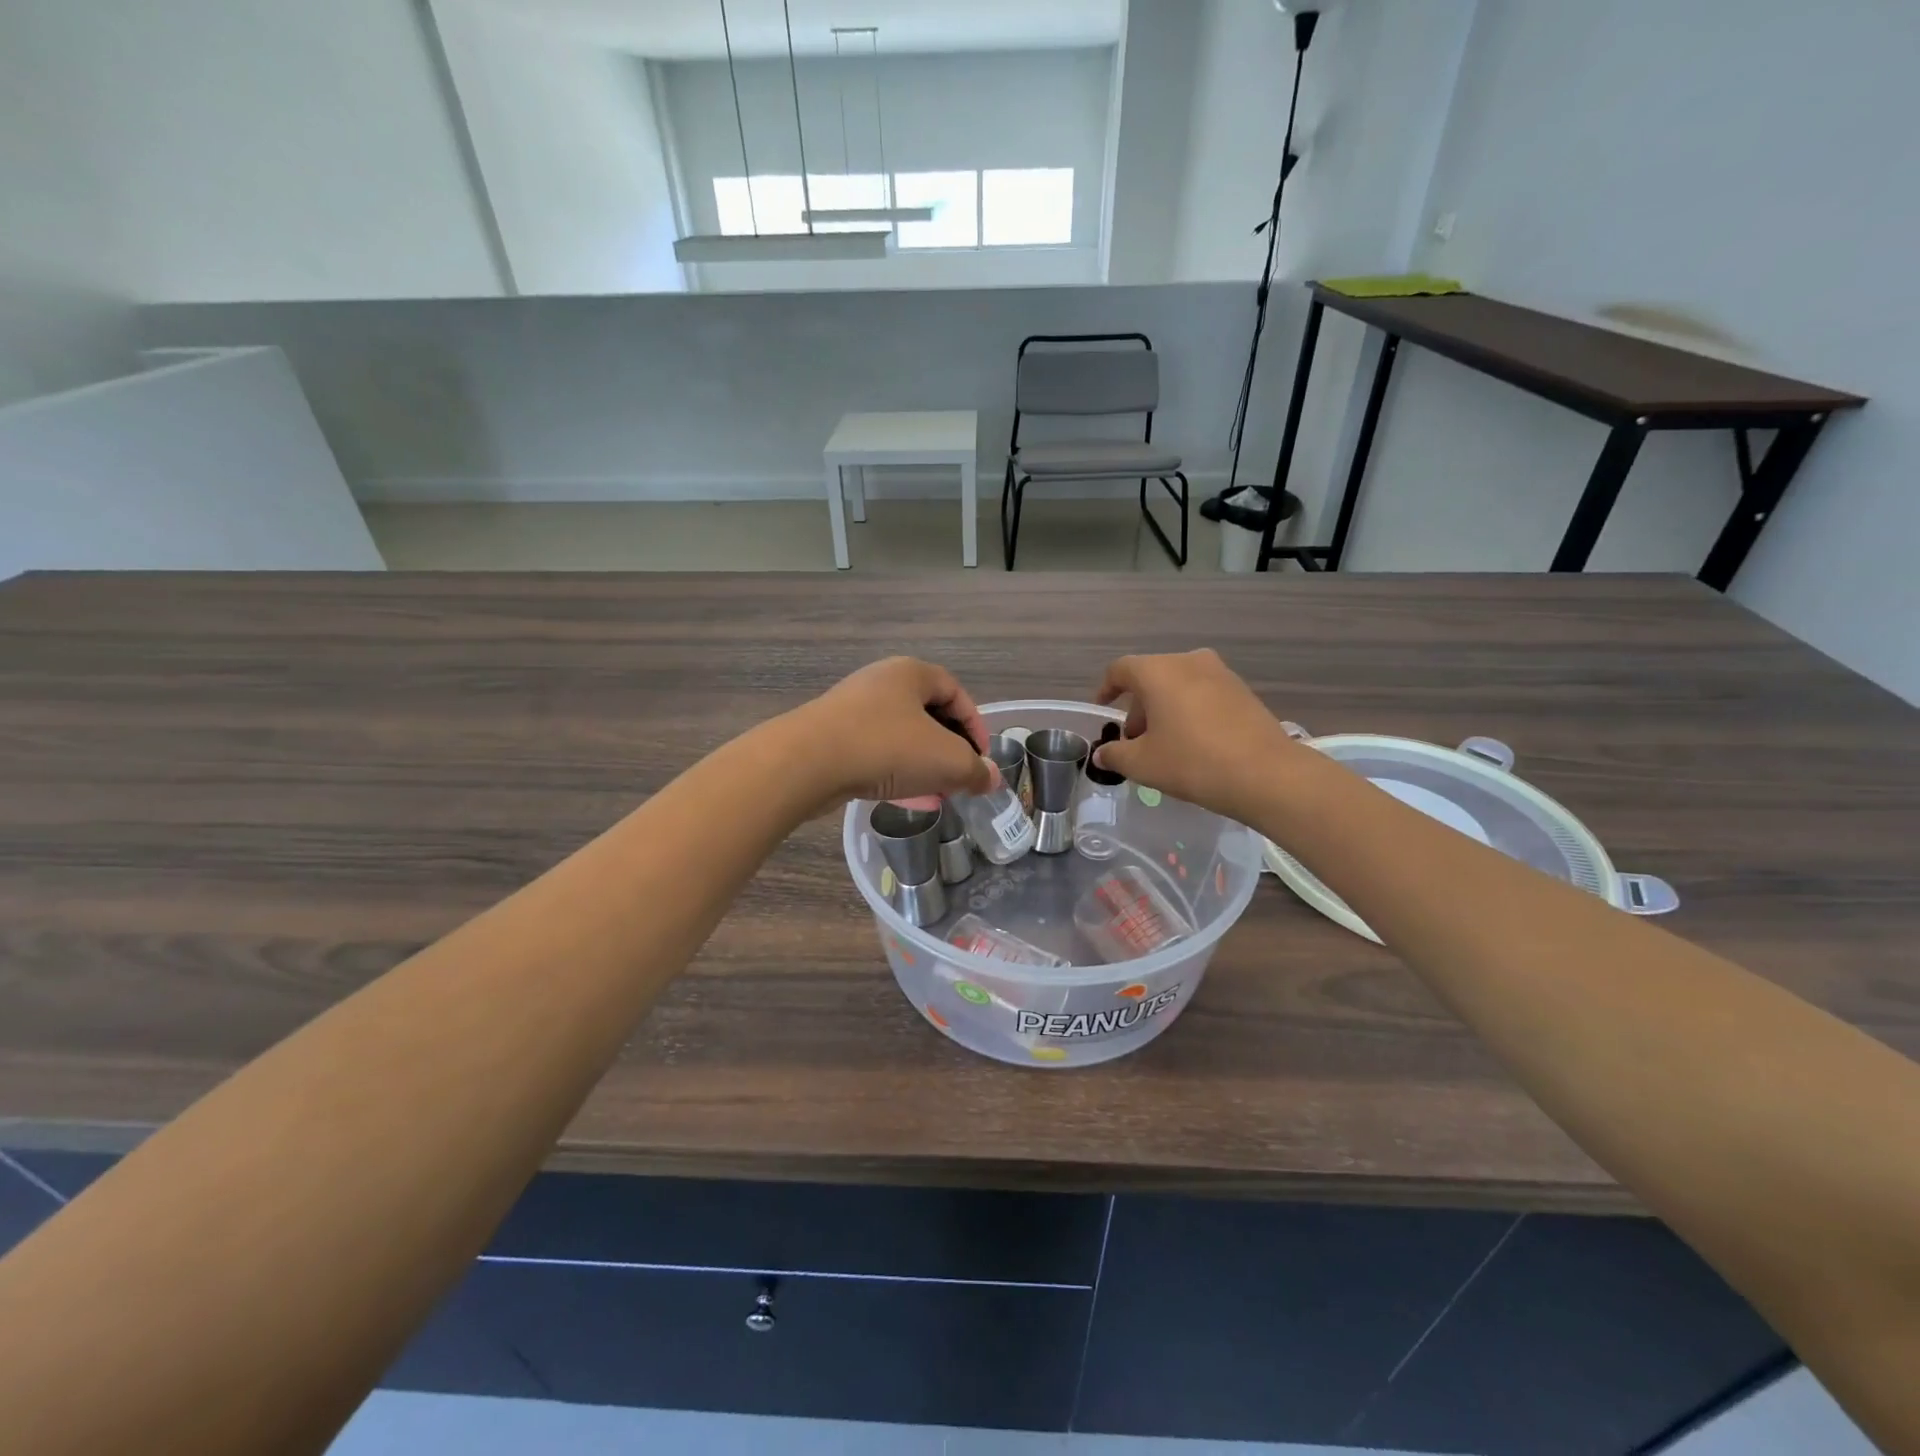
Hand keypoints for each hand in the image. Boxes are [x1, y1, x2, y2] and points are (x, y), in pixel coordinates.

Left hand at [788, 657, 997, 811]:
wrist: (807, 762)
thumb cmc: (887, 747)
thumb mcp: (945, 760)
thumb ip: (974, 770)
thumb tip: (991, 778)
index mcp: (911, 673)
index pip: (956, 692)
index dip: (975, 725)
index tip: (981, 759)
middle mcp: (881, 682)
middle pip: (928, 713)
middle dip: (948, 748)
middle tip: (959, 777)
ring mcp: (852, 708)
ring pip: (900, 735)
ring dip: (922, 763)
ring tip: (935, 792)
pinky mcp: (831, 736)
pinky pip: (874, 751)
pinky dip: (894, 770)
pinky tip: (904, 797)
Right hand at [1093, 649, 1296, 816]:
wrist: (1266, 774)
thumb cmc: (1192, 762)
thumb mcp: (1142, 764)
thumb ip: (1115, 755)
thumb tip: (1102, 753)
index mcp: (1158, 672)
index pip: (1120, 670)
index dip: (1106, 689)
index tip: (1103, 708)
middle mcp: (1188, 661)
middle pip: (1151, 677)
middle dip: (1138, 707)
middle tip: (1135, 740)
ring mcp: (1220, 673)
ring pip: (1179, 685)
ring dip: (1165, 709)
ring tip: (1164, 744)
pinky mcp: (1243, 690)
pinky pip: (1203, 693)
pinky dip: (1189, 710)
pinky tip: (1193, 742)